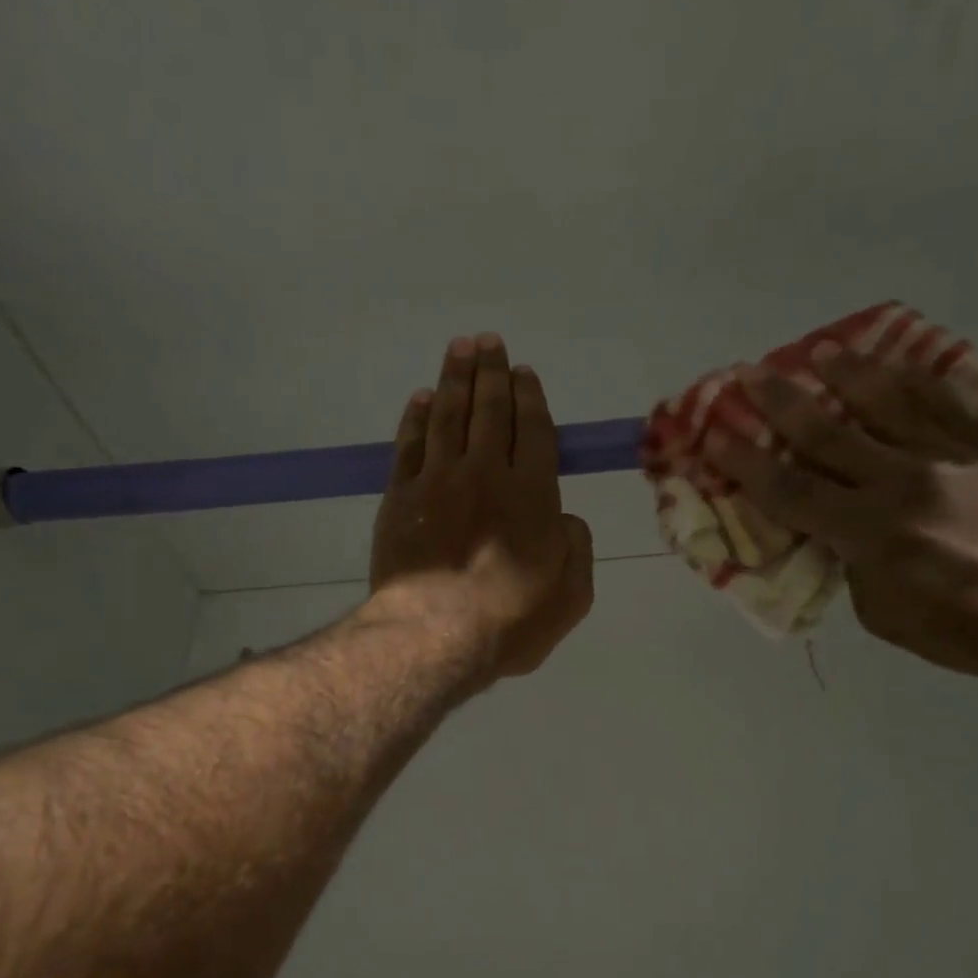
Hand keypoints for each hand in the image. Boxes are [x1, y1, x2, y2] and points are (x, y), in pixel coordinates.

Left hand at [370, 334, 593, 682]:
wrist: (436, 636)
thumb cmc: (512, 622)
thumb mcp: (572, 595)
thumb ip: (577, 547)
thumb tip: (564, 518)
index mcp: (533, 494)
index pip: (533, 430)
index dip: (530, 397)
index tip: (524, 372)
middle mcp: (485, 474)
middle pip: (490, 411)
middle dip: (492, 373)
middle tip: (489, 342)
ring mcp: (438, 481)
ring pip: (448, 416)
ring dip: (455, 379)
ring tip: (460, 348)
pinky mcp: (400, 498)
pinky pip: (410, 445)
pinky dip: (417, 417)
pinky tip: (422, 399)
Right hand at [706, 342, 977, 679]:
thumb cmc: (955, 628)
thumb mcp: (878, 611)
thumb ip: (847, 561)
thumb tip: (833, 528)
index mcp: (870, 533)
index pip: (792, 490)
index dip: (748, 464)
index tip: (716, 436)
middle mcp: (902, 484)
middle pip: (828, 434)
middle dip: (781, 403)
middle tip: (748, 373)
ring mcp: (946, 459)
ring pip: (885, 403)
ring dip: (845, 373)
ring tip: (819, 350)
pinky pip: (940, 403)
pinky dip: (909, 379)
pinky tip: (888, 364)